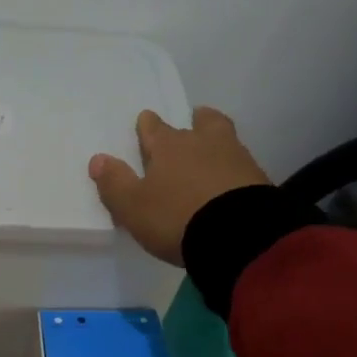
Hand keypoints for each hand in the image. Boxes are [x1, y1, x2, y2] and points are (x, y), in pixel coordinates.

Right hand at [89, 107, 270, 265]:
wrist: (238, 236)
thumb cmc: (176, 217)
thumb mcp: (133, 207)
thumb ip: (114, 183)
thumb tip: (98, 159)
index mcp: (168, 146)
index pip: (153, 127)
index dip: (148, 126)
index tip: (146, 124)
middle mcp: (202, 143)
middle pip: (200, 122)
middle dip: (194, 120)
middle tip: (193, 122)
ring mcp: (235, 158)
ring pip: (224, 138)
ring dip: (216, 141)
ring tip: (212, 152)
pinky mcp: (258, 179)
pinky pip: (241, 165)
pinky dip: (233, 168)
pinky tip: (230, 180)